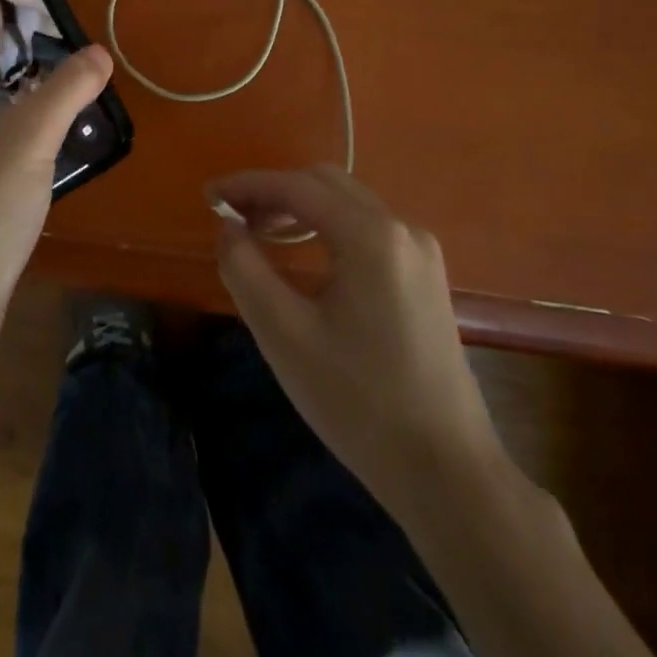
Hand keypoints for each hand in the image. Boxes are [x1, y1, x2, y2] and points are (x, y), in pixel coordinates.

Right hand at [211, 166, 501, 504]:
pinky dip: (327, 226)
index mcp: (371, 236)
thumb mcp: (284, 335)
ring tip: (259, 232)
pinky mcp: (426, 276)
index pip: (297, 186)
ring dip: (300, 207)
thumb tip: (229, 229)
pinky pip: (367, 228)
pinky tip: (304, 254)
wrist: (447, 473)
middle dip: (273, 192)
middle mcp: (401, 229)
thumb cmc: (359, 403)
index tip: (209, 197)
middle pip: (325, 183)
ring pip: (348, 203)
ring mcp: (420, 251)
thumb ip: (244, 269)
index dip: (248, 185)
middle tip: (232, 218)